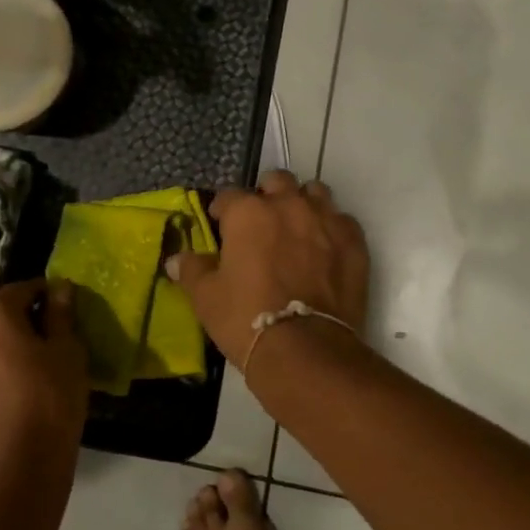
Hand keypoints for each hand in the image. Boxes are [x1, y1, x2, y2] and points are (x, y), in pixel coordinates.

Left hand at [0, 280, 88, 491]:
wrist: (12, 475)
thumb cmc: (48, 403)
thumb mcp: (67, 353)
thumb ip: (60, 314)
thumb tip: (59, 287)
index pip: (20, 290)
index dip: (43, 298)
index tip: (60, 313)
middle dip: (12, 326)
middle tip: (38, 348)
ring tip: (14, 379)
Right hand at [169, 171, 369, 364]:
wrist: (305, 348)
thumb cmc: (245, 317)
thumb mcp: (206, 297)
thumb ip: (192, 270)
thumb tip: (176, 258)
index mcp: (248, 212)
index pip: (229, 196)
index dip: (223, 210)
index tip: (221, 225)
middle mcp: (288, 204)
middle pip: (277, 181)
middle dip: (268, 195)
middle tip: (263, 222)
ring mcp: (325, 219)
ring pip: (314, 193)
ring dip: (303, 204)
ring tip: (297, 229)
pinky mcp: (353, 240)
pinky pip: (342, 221)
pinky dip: (332, 230)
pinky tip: (326, 250)